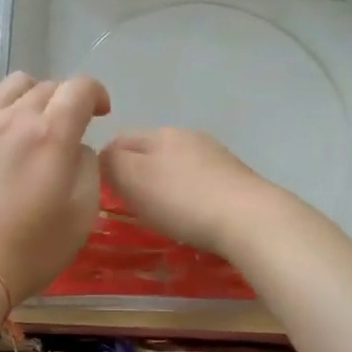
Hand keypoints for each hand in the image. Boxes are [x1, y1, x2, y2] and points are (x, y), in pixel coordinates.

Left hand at [0, 43, 109, 302]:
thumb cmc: (32, 250)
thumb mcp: (83, 214)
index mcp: (53, 135)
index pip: (80, 89)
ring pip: (11, 85)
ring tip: (36, 112)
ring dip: (32, 92)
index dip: (96, 94)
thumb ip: (86, 167)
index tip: (102, 113)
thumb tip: (74, 147)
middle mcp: (15, 118)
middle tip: (70, 128)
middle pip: (48, 88)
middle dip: (66, 102)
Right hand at [100, 128, 286, 258]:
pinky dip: (190, 195)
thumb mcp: (132, 178)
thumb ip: (110, 163)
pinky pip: (201, 182)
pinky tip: (193, 215)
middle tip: (129, 205)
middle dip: (136, 173)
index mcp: (160, 133)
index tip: (102, 192)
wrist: (249, 218)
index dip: (105, 163)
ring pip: (178, 166)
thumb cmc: (182, 200)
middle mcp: (189, 136)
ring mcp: (217, 156)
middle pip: (151, 151)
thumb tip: (104, 158)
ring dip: (166, 184)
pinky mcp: (237, 178)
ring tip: (162, 212)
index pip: (120, 139)